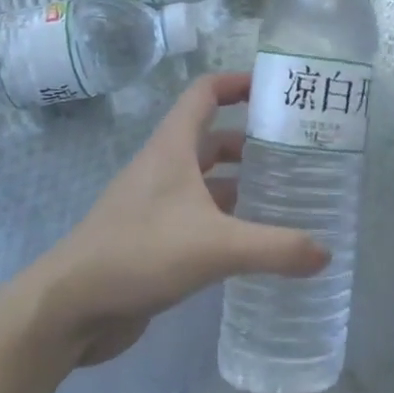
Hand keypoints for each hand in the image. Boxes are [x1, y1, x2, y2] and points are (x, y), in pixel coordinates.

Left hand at [27, 72, 327, 365]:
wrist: (67, 310)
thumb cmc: (138, 254)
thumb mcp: (215, 247)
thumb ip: (275, 247)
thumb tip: (326, 253)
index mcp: (172, 148)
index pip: (204, 93)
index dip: (238, 82)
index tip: (276, 90)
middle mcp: (163, 168)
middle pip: (212, 137)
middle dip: (252, 139)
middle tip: (296, 150)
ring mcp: (155, 204)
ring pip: (206, 179)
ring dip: (240, 181)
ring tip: (285, 193)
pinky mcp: (153, 239)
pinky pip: (198, 215)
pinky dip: (226, 218)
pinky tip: (254, 239)